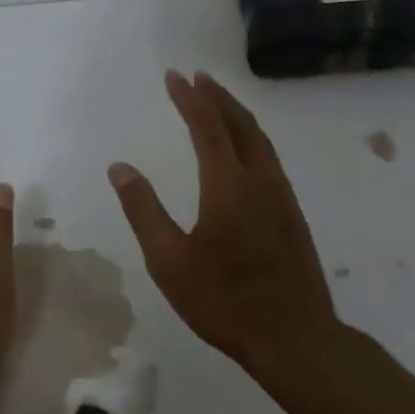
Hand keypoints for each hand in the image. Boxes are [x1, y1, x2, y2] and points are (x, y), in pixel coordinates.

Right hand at [108, 71, 340, 374]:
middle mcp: (260, 180)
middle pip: (240, 124)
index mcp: (228, 185)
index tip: (174, 76)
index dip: (190, 99)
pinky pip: (269, 158)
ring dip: (237, 114)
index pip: (207, 127)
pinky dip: (251, 137)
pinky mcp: (292, 214)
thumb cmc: (224, 300)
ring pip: (260, 139)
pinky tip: (244, 149)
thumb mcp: (169, 260)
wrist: (295, 337)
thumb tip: (119, 168)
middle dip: (217, 97)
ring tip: (218, 101)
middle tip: (197, 78)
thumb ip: (143, 210)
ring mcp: (282, 196)